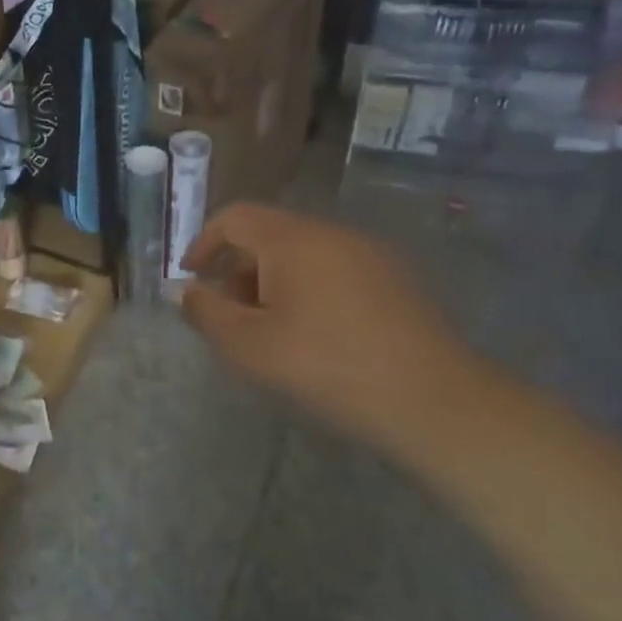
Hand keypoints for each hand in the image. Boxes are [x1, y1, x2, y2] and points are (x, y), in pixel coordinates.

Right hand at [180, 203, 491, 436]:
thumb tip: (187, 291)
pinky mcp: (397, 282)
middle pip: (269, 235)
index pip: (235, 218)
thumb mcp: (248, 346)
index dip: (204, 243)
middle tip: (229, 315)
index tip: (191, 278)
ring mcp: (371, 255)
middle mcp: (332, 234)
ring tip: (270, 332)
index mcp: (292, 239)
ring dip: (273, 283)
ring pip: (304, 254)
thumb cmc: (327, 366)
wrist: (435, 402)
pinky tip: (315, 337)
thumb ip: (206, 313)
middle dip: (239, 270)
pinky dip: (309, 291)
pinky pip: (335, 271)